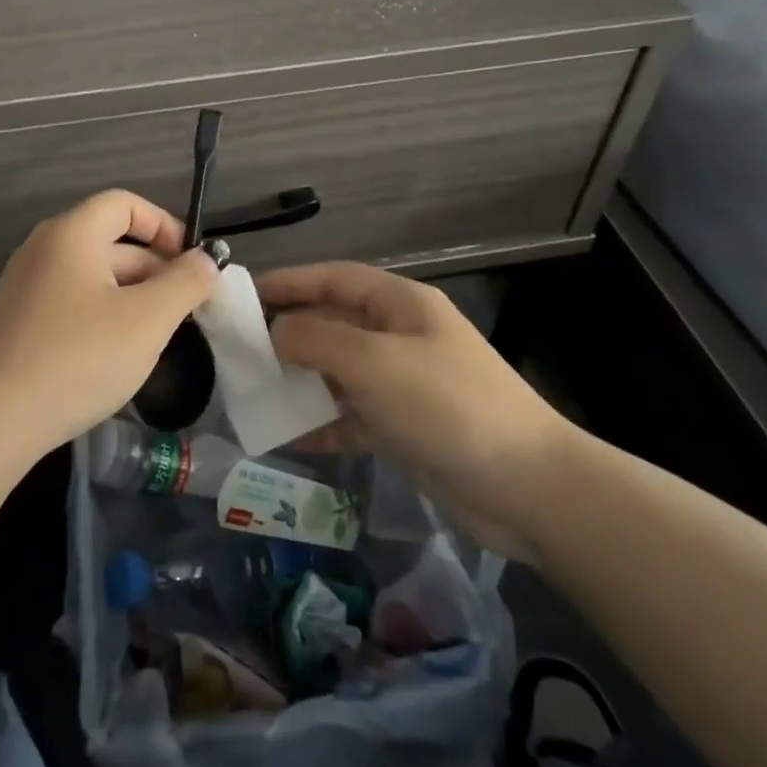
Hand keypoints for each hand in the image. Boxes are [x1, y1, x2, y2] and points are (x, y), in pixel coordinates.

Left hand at [0, 190, 221, 469]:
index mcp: (71, 234)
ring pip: (94, 277)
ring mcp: (26, 287)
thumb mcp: (147, 320)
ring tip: (159, 336)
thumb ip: (186, 283)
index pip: (124, 204)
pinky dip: (104, 316)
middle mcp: (44, 250)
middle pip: (111, 240)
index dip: (165, 225)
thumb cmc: (76, 359)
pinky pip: (72, 303)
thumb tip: (208, 259)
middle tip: (187, 310)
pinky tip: (118, 357)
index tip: (192, 264)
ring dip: (133, 297)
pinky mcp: (18, 323)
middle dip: (155, 269)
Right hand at [258, 263, 578, 560]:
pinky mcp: (404, 428)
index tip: (244, 294)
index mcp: (400, 305)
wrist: (527, 487)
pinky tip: (288, 438)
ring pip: (338, 372)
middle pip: (333, 323)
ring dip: (300, 381)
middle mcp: (399, 337)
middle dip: (288, 333)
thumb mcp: (375, 363)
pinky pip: (351, 416)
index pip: (334, 278)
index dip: (289, 282)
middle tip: (239, 349)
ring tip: (253, 392)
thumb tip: (275, 331)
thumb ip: (316, 340)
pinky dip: (322, 424)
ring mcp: (403, 384)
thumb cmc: (448, 405)